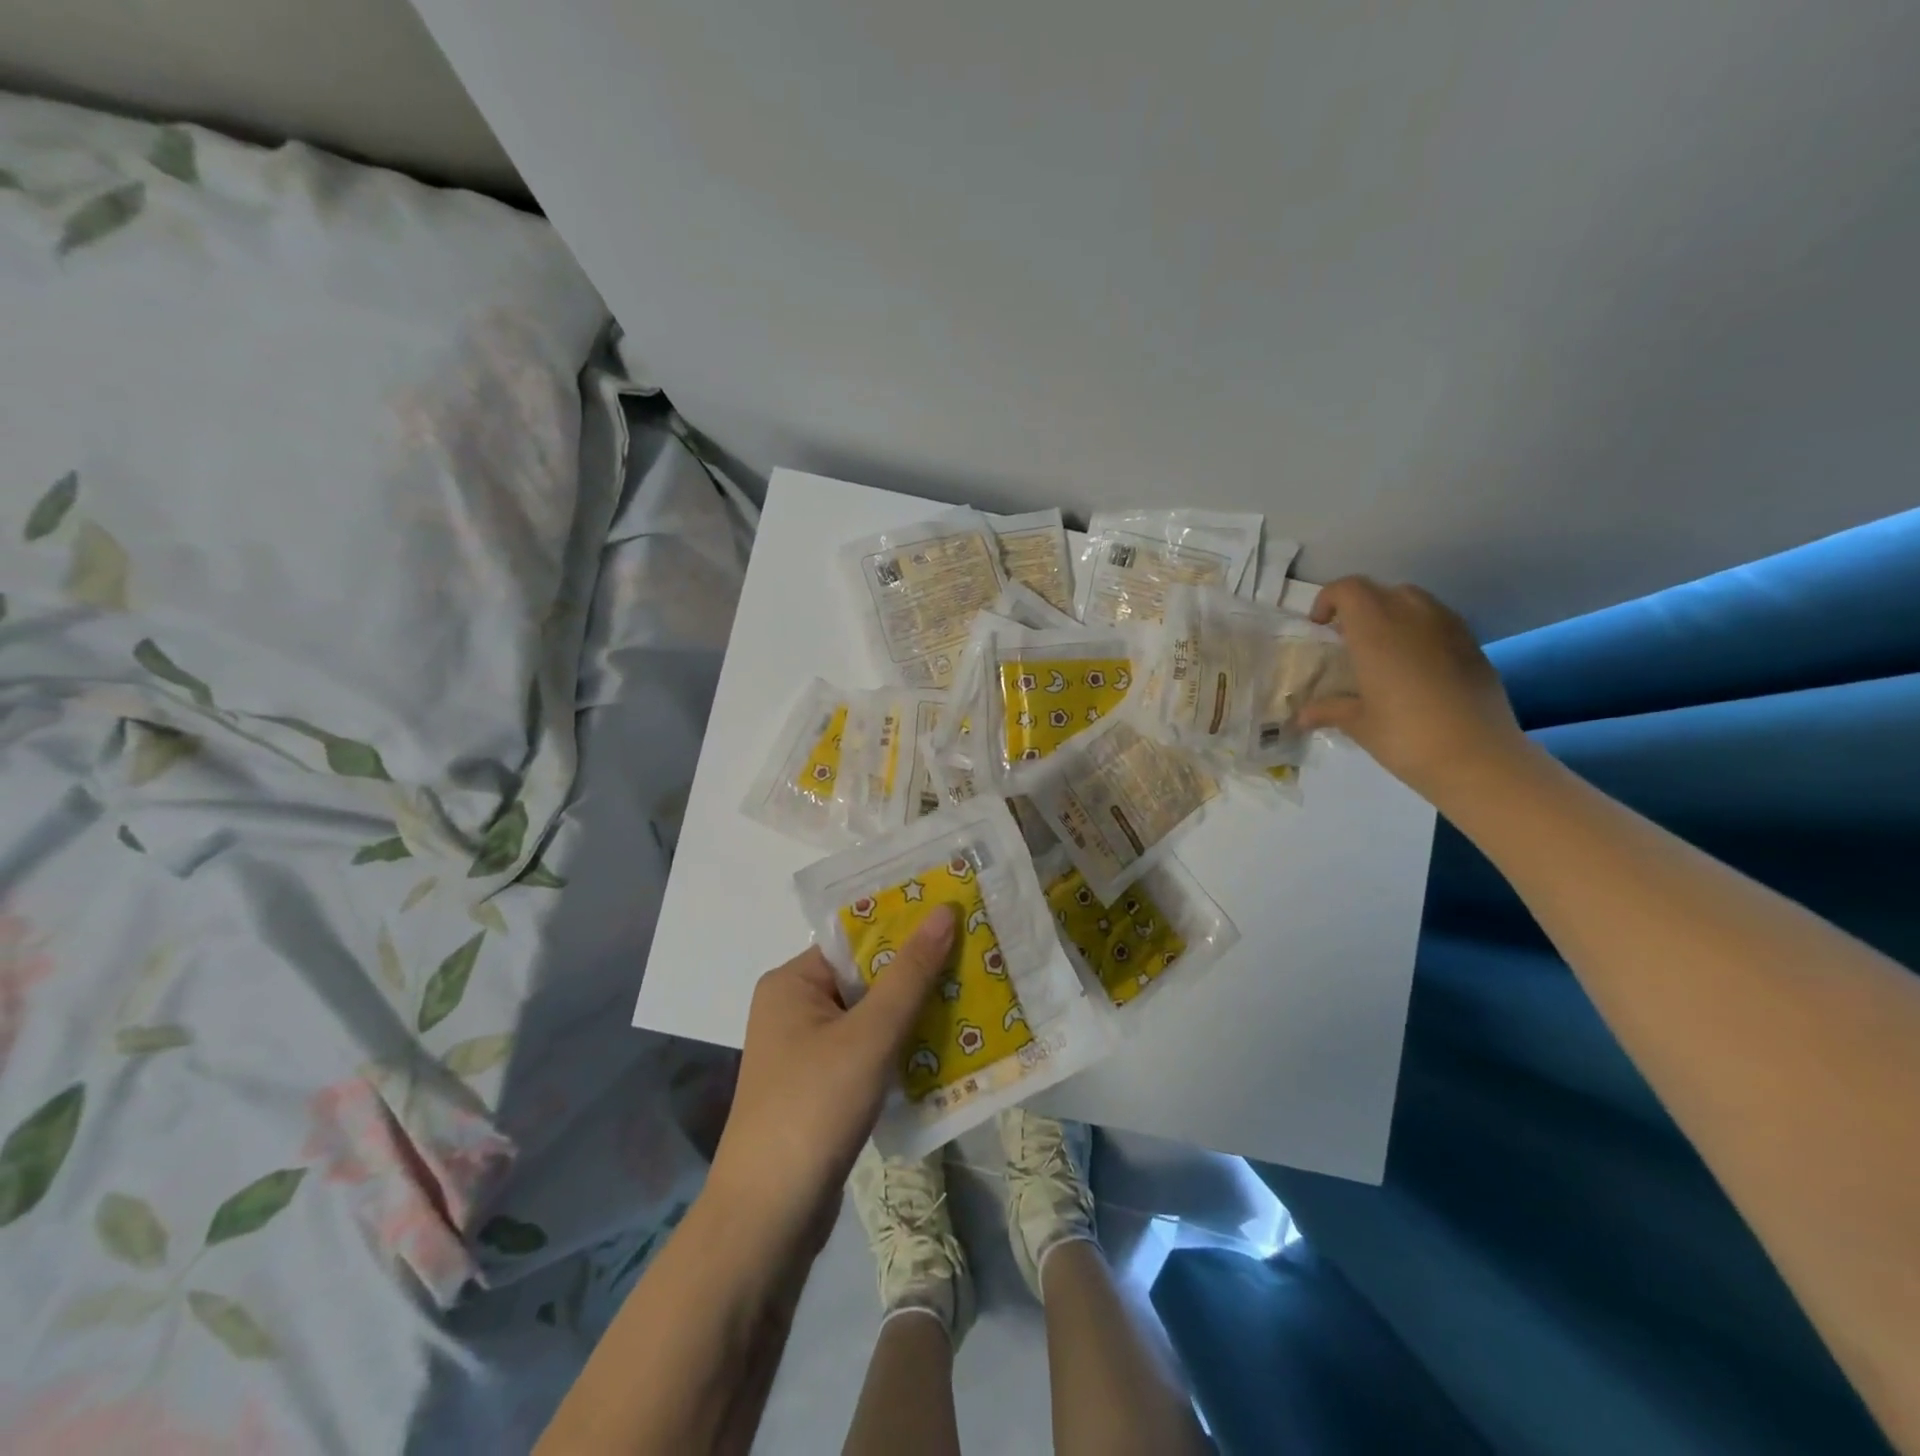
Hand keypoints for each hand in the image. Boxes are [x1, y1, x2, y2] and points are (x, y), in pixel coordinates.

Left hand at [704, 905, 956, 1250]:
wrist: (769, 1218)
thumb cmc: (815, 1107)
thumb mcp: (870, 1034)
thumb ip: (911, 973)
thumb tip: (945, 910)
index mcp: (792, 982)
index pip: (856, 940)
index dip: (906, 928)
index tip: (957, 919)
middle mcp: (794, 1008)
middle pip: (866, 977)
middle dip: (918, 973)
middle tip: (976, 957)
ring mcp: (807, 1051)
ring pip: (872, 1017)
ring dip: (915, 1013)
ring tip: (973, 996)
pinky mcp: (822, 1087)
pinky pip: (869, 1051)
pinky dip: (902, 1048)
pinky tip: (948, 1048)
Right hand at [1296, 576, 1528, 803]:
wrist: (1479, 757)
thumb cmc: (1406, 736)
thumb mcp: (1358, 724)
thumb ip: (1329, 710)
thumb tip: (1301, 716)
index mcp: (1376, 631)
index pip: (1349, 589)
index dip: (1329, 599)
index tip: (1320, 626)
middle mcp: (1412, 618)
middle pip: (1381, 590)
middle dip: (1359, 606)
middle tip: (1348, 639)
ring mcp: (1448, 628)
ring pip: (1414, 601)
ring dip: (1391, 615)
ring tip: (1381, 650)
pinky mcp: (1473, 645)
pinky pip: (1438, 621)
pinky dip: (1418, 631)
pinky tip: (1414, 667)